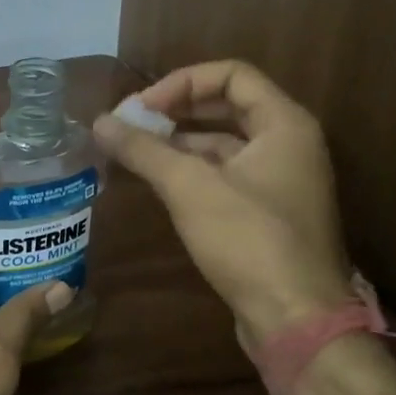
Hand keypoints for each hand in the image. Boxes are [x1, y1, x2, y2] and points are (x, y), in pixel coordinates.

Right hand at [93, 59, 351, 356]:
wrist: (296, 320)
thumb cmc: (248, 240)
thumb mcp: (189, 187)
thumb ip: (143, 149)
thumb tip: (99, 121)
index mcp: (285, 124)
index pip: (232, 74)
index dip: (182, 82)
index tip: (142, 107)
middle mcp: (290, 144)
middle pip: (228, 105)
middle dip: (177, 109)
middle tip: (132, 123)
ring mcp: (282, 180)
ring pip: (225, 142)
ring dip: (180, 140)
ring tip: (135, 150)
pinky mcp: (269, 212)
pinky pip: (227, 173)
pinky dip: (192, 169)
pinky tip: (158, 181)